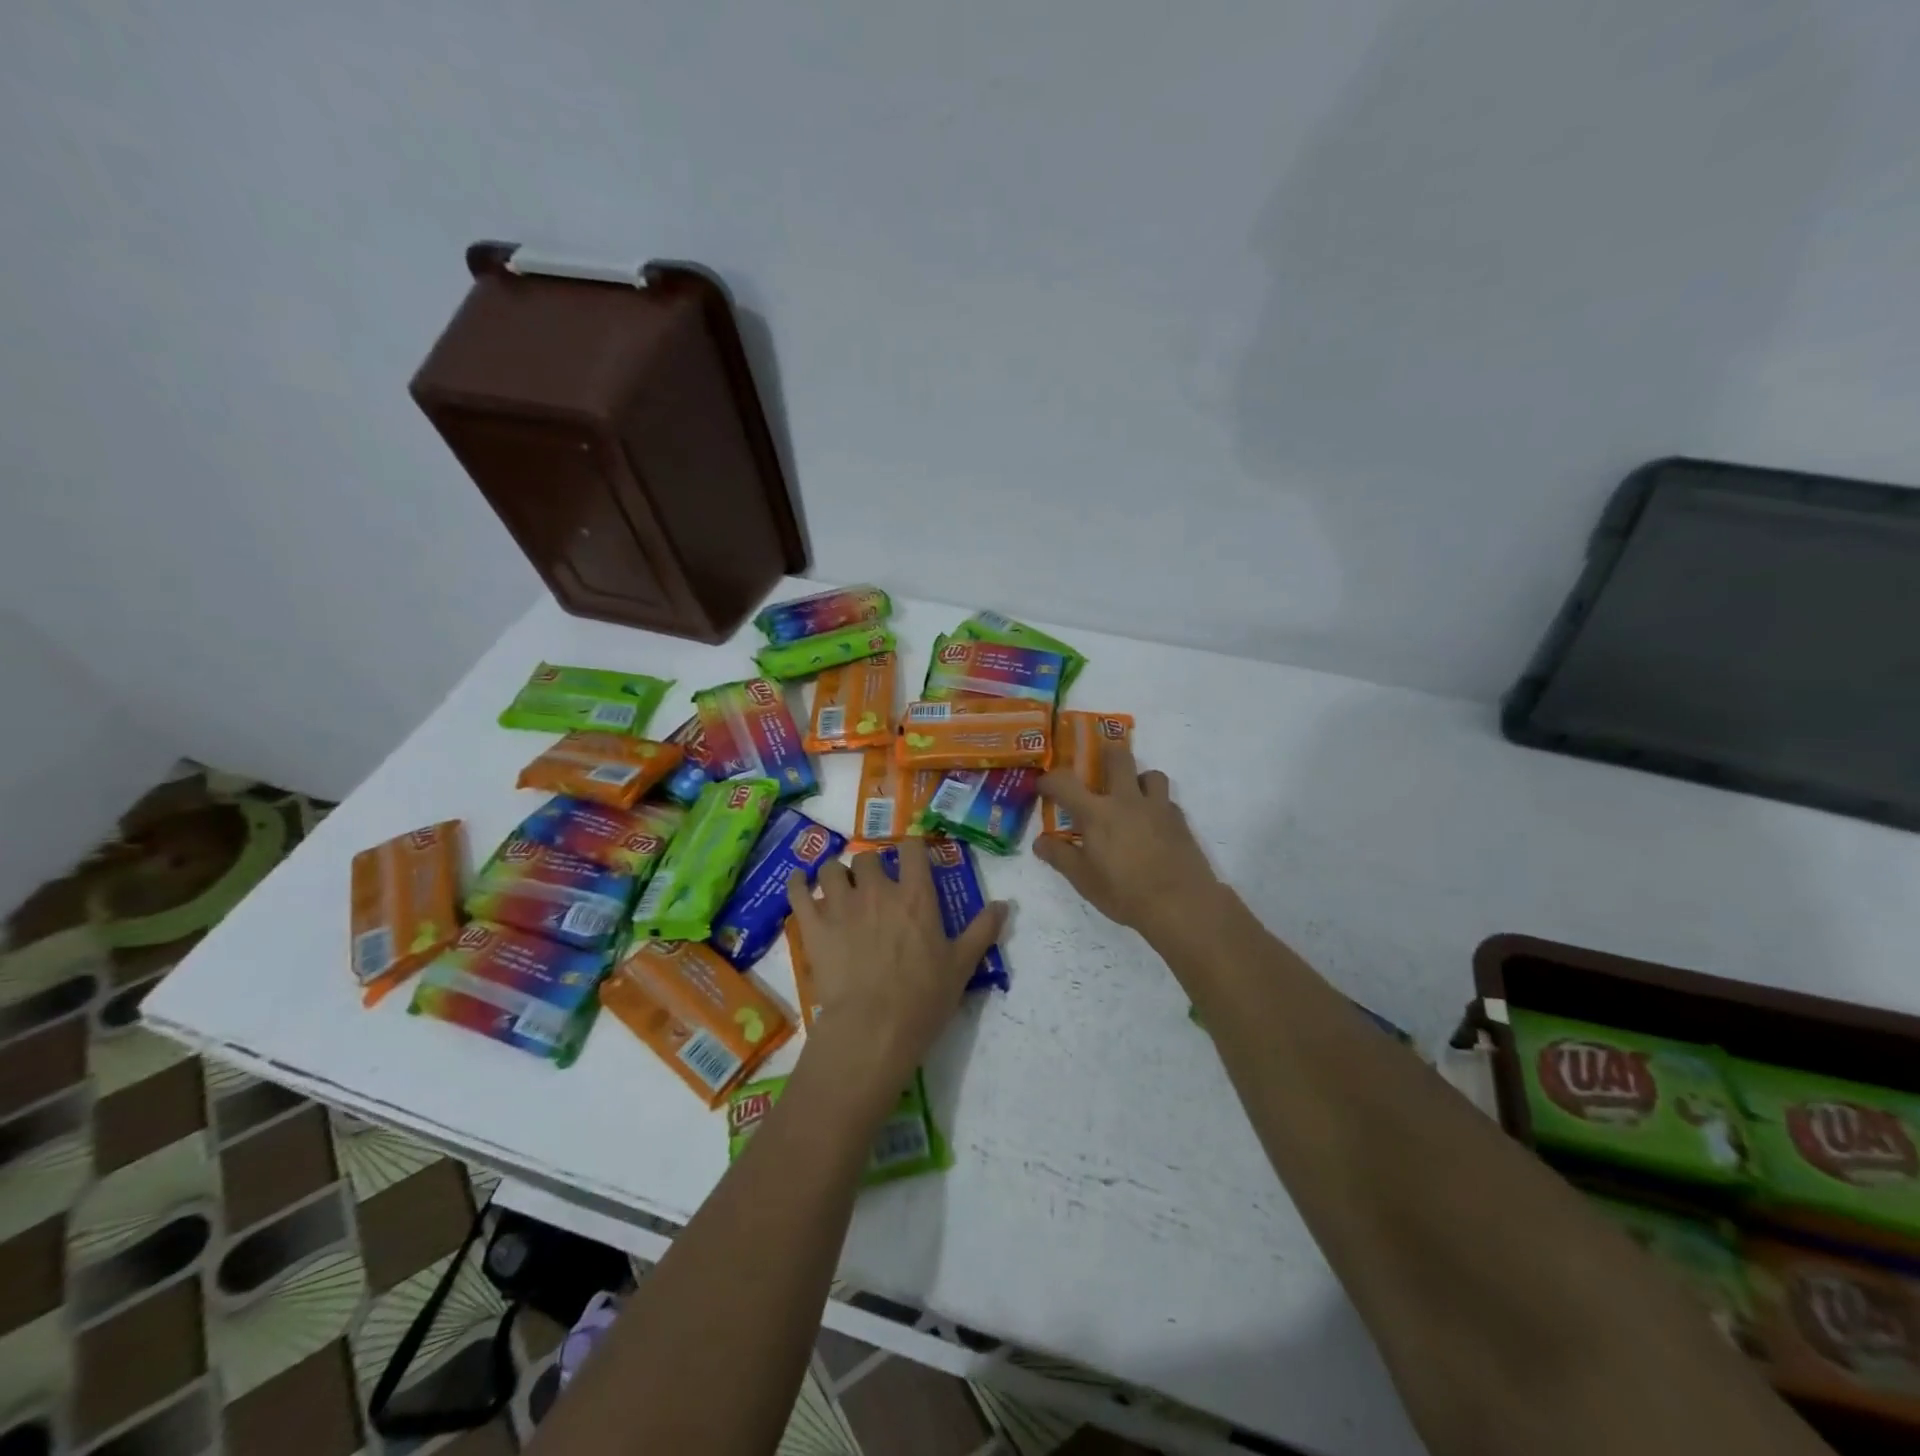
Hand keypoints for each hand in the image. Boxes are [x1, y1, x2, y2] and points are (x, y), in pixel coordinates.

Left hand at [786, 839, 1005, 1103]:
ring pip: (831, 869)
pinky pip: (798, 891)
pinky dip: (798, 884)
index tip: (910, 857)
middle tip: (872, 885)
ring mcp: (841, 905)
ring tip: (838, 888)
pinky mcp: (813, 925)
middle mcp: (876, 890)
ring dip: (835, 874)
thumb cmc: (922, 998)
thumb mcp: (962, 965)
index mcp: (915, 895)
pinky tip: (800, 883)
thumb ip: (982, 930)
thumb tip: (1004, 904)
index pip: (911, 849)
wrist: (873, 1028)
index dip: (910, 848)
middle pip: (867, 857)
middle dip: (869, 866)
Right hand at [1035, 744, 1218, 944]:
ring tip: (1132, 798)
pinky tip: (1154, 826)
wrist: (1180, 904)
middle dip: (1105, 755)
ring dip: (1139, 779)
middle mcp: (1127, 800)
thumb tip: (1040, 841)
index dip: (1049, 779)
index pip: (1065, 782)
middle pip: (1118, 757)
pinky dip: (1158, 806)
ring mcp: (1158, 807)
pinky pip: (1168, 801)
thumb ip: (1060, 856)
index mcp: (1097, 813)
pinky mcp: (1180, 820)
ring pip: (1151, 774)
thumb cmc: (1124, 893)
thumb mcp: (1083, 879)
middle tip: (1098, 769)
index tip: (1044, 785)